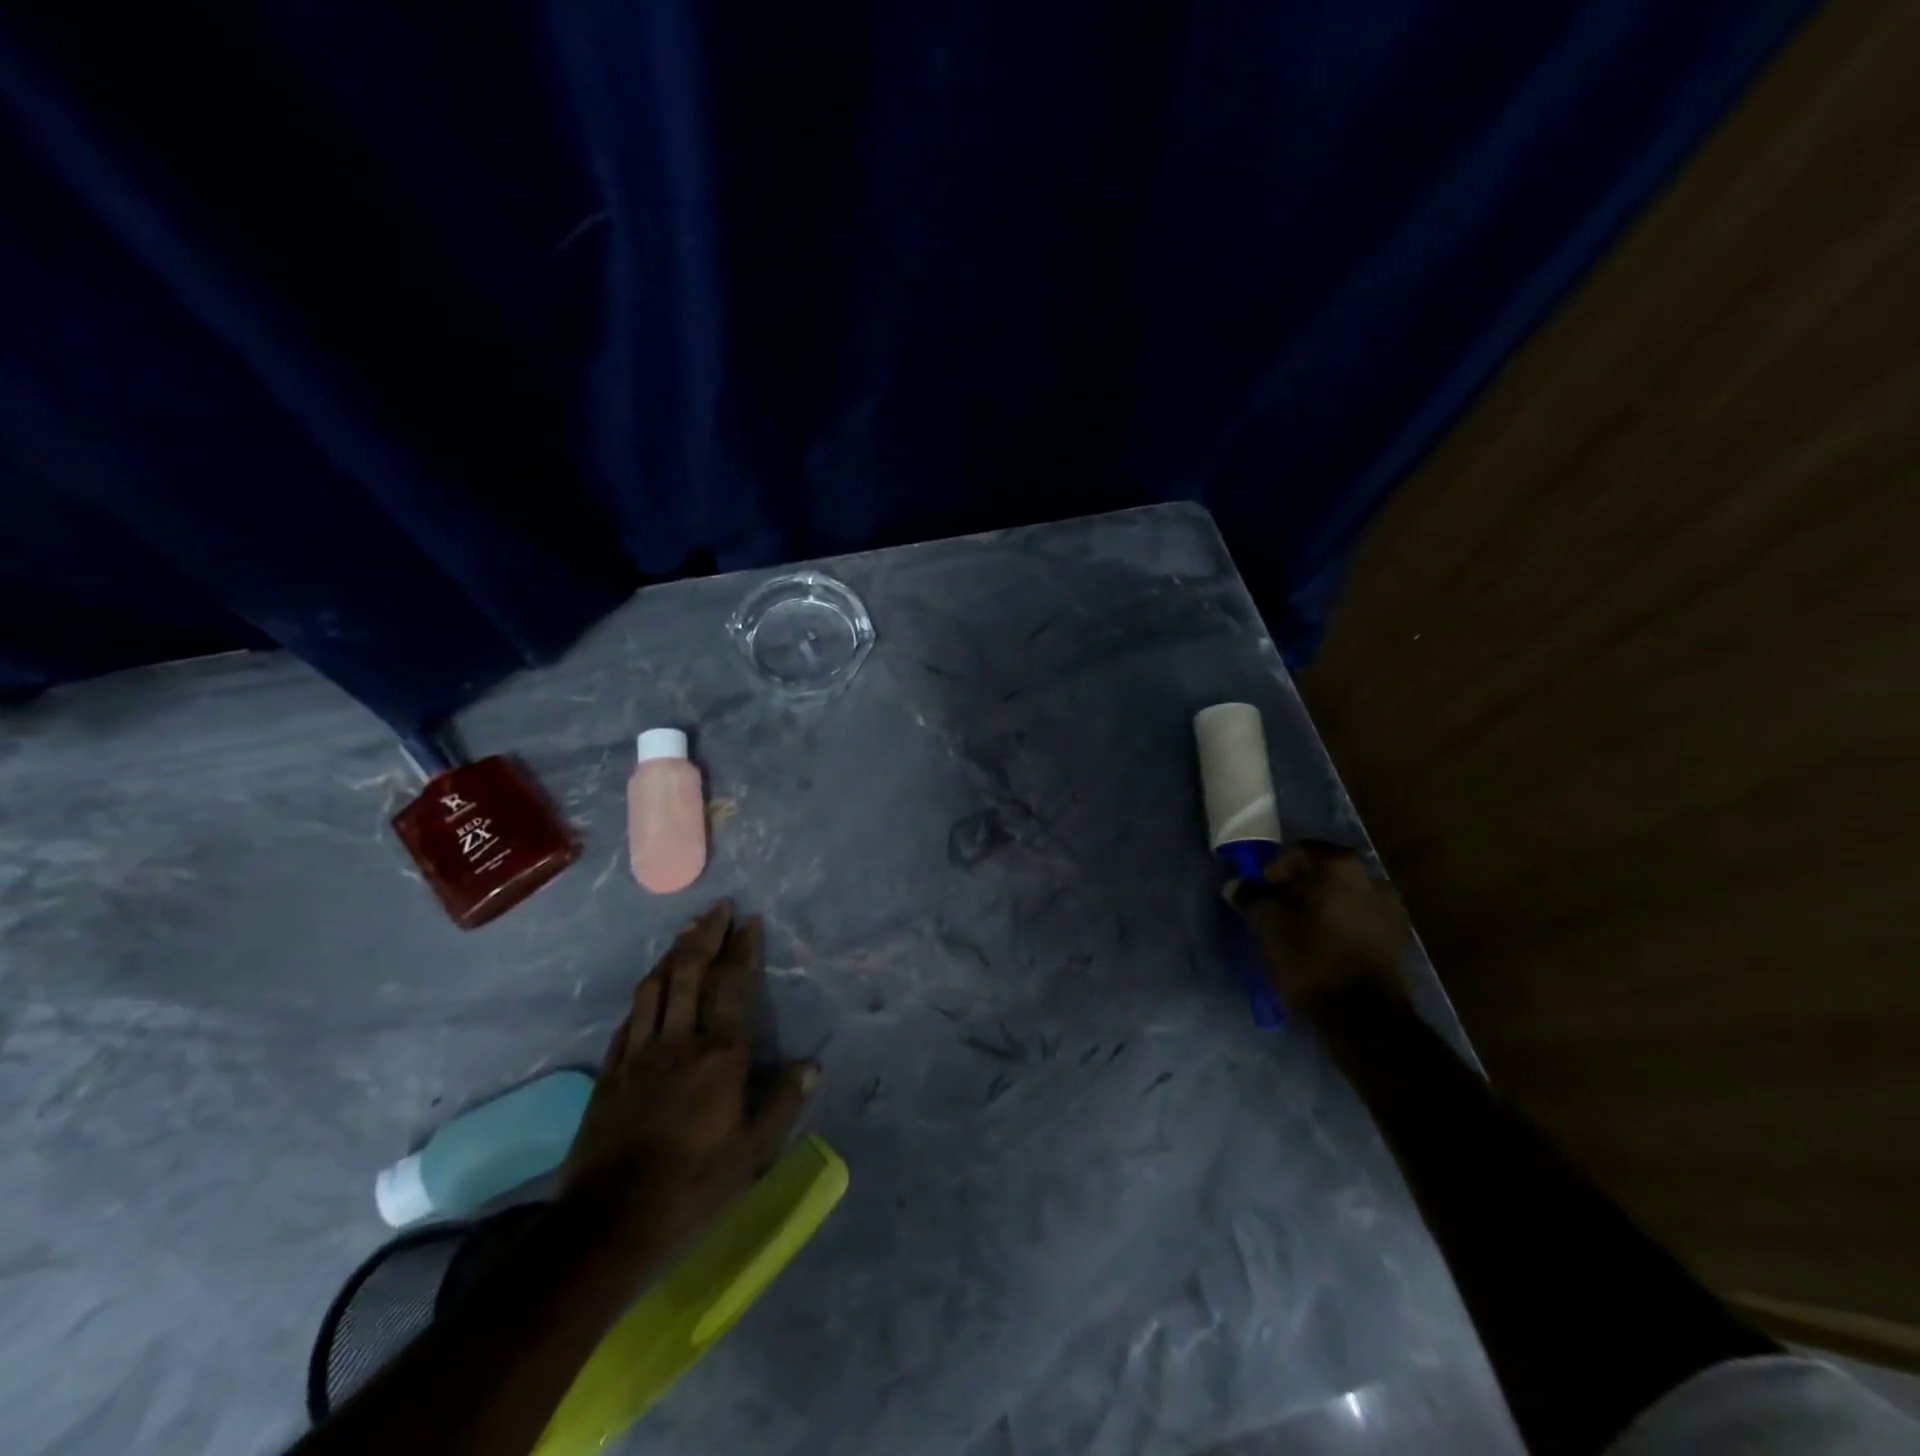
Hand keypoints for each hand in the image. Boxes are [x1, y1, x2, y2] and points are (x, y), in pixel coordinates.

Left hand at [560, 901, 815, 1250]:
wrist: (608, 1225)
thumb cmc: (692, 1188)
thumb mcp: (752, 1154)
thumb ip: (782, 1105)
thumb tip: (811, 1066)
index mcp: (719, 1055)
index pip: (733, 986)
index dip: (743, 950)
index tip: (750, 922)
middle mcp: (679, 1041)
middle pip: (690, 973)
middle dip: (705, 935)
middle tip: (718, 907)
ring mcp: (639, 1054)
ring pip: (655, 988)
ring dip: (673, 954)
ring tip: (686, 933)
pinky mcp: (609, 1073)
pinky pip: (629, 1018)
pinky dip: (645, 994)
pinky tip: (650, 988)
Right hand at [1226, 842, 1409, 1016]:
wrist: (1365, 1020)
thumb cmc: (1312, 961)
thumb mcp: (1269, 927)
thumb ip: (1252, 899)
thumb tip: (1236, 886)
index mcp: (1340, 867)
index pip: (1298, 852)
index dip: (1274, 870)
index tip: (1261, 894)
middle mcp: (1371, 878)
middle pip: (1323, 872)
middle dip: (1297, 887)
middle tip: (1275, 911)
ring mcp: (1391, 908)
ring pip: (1343, 895)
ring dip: (1319, 906)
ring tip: (1299, 931)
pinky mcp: (1398, 937)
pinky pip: (1359, 917)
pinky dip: (1339, 923)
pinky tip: (1324, 945)